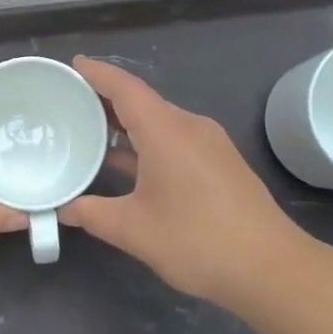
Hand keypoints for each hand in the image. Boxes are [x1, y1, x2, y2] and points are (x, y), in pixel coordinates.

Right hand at [62, 57, 312, 305]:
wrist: (271, 269)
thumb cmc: (197, 241)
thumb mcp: (133, 230)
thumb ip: (92, 214)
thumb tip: (62, 209)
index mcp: (166, 131)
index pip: (125, 88)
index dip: (97, 73)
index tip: (72, 65)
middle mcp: (189, 126)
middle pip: (142, 101)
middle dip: (106, 99)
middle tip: (70, 102)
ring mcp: (209, 144)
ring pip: (160, 121)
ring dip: (127, 123)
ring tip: (91, 131)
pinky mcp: (220, 163)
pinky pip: (175, 139)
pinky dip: (147, 141)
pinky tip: (129, 162)